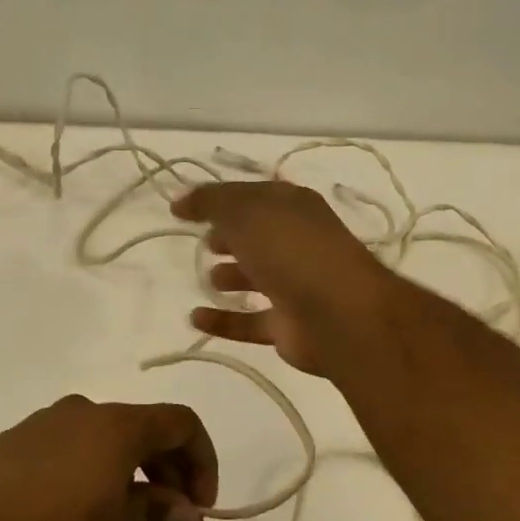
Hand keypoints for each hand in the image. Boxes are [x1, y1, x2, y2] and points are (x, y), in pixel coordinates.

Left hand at [0, 396, 217, 520]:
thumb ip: (157, 506)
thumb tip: (185, 509)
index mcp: (115, 425)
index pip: (179, 423)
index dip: (202, 459)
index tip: (201, 504)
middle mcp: (79, 412)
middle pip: (140, 427)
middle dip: (166, 469)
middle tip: (173, 517)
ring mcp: (39, 424)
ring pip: (100, 435)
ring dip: (126, 467)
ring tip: (125, 514)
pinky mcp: (9, 444)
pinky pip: (63, 446)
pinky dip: (86, 467)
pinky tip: (75, 506)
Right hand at [171, 179, 400, 376]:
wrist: (339, 314)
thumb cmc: (290, 249)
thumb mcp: (244, 212)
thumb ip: (210, 202)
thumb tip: (180, 199)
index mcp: (293, 207)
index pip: (250, 195)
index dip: (217, 198)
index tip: (182, 207)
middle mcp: (297, 242)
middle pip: (256, 235)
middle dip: (229, 236)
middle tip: (203, 240)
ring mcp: (296, 285)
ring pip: (256, 277)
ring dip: (230, 276)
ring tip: (206, 277)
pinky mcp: (289, 326)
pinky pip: (249, 321)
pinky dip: (223, 320)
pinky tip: (195, 318)